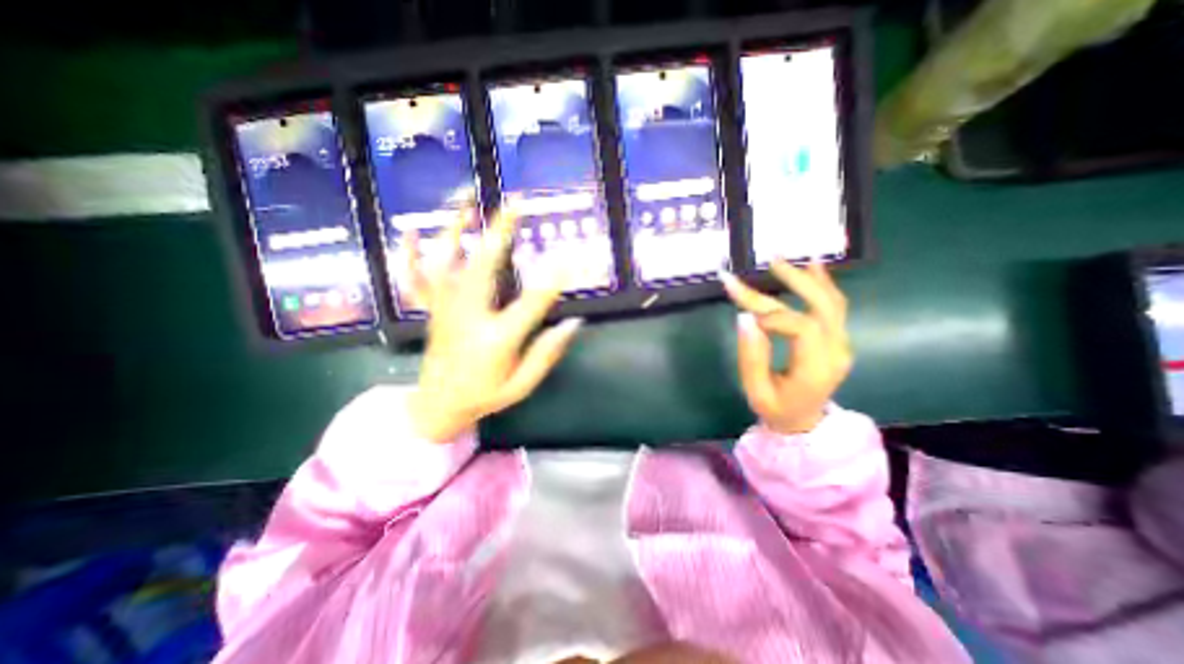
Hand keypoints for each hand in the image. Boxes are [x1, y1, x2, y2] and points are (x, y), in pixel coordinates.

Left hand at [406, 210, 580, 443]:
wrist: (437, 408)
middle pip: (484, 268)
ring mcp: (445, 311)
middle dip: (501, 233)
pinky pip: (416, 279)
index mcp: (496, 339)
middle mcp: (468, 318)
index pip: (532, 303)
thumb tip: (574, 322)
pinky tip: (410, 232)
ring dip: (457, 229)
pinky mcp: (432, 310)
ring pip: (447, 263)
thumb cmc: (485, 395)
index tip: (572, 255)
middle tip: (516, 204)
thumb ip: (547, 354)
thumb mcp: (522, 385)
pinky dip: (410, 254)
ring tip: (466, 200)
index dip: (553, 277)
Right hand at [722, 259, 851, 434]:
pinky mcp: (836, 337)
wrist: (803, 422)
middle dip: (796, 281)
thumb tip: (745, 318)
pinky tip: (813, 266)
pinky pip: (834, 306)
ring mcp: (841, 343)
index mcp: (817, 368)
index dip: (773, 315)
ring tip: (787, 259)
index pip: (802, 328)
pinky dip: (823, 284)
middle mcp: (836, 350)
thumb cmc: (775, 408)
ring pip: (832, 301)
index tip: (745, 309)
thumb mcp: (756, 390)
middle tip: (771, 262)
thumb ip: (751, 356)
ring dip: (810, 277)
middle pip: (823, 306)